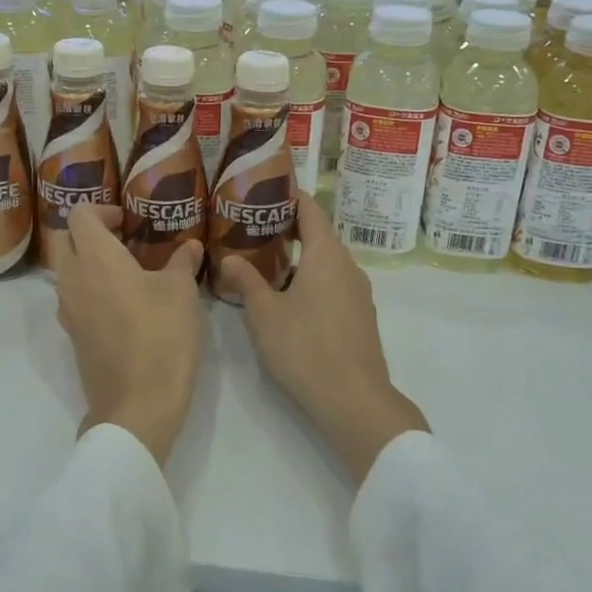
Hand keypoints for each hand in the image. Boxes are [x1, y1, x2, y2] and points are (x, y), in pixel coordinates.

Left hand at [50, 204, 206, 467]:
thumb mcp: (182, 292)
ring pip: (67, 272)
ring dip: (89, 263)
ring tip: (128, 272)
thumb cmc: (161, 337)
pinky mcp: (73, 336)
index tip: (127, 220)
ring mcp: (68, 311)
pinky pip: (74, 299)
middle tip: (125, 240)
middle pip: (66, 240)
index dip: (102, 209)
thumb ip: (183, 262)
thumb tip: (190, 246)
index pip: (80, 214)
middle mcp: (73, 279)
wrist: (137, 405)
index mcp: (96, 258)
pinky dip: (91, 290)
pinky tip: (124, 304)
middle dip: (91, 234)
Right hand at [222, 192, 427, 486]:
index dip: (289, 196)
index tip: (264, 191)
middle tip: (253, 228)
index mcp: (326, 254)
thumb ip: (246, 281)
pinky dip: (312, 279)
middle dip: (288, 228)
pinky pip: (334, 283)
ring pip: (326, 262)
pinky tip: (290, 297)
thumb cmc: (305, 347)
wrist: (354, 400)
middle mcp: (347, 265)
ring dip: (300, 257)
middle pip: (319, 234)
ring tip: (265, 262)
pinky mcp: (361, 316)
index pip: (309, 208)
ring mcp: (358, 292)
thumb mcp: (264, 314)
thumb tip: (229, 257)